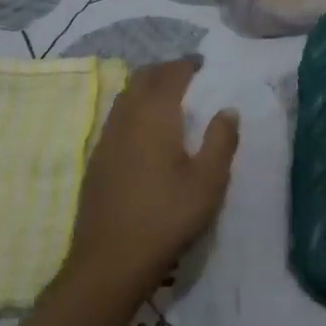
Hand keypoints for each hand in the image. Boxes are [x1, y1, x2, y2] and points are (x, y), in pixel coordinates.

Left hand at [62, 57, 239, 304]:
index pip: (170, 75)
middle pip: (142, 79)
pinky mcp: (97, 160)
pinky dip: (133, 109)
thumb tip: (228, 109)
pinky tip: (144, 130)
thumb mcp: (208, 182)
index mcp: (154, 117)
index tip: (203, 64)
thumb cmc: (167, 217)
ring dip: (146, 87)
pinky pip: (116, 118)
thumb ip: (221, 140)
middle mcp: (126, 119)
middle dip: (165, 70)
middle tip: (187, 75)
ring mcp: (106, 139)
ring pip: (125, 97)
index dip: (187, 65)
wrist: (110, 261)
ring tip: (167, 96)